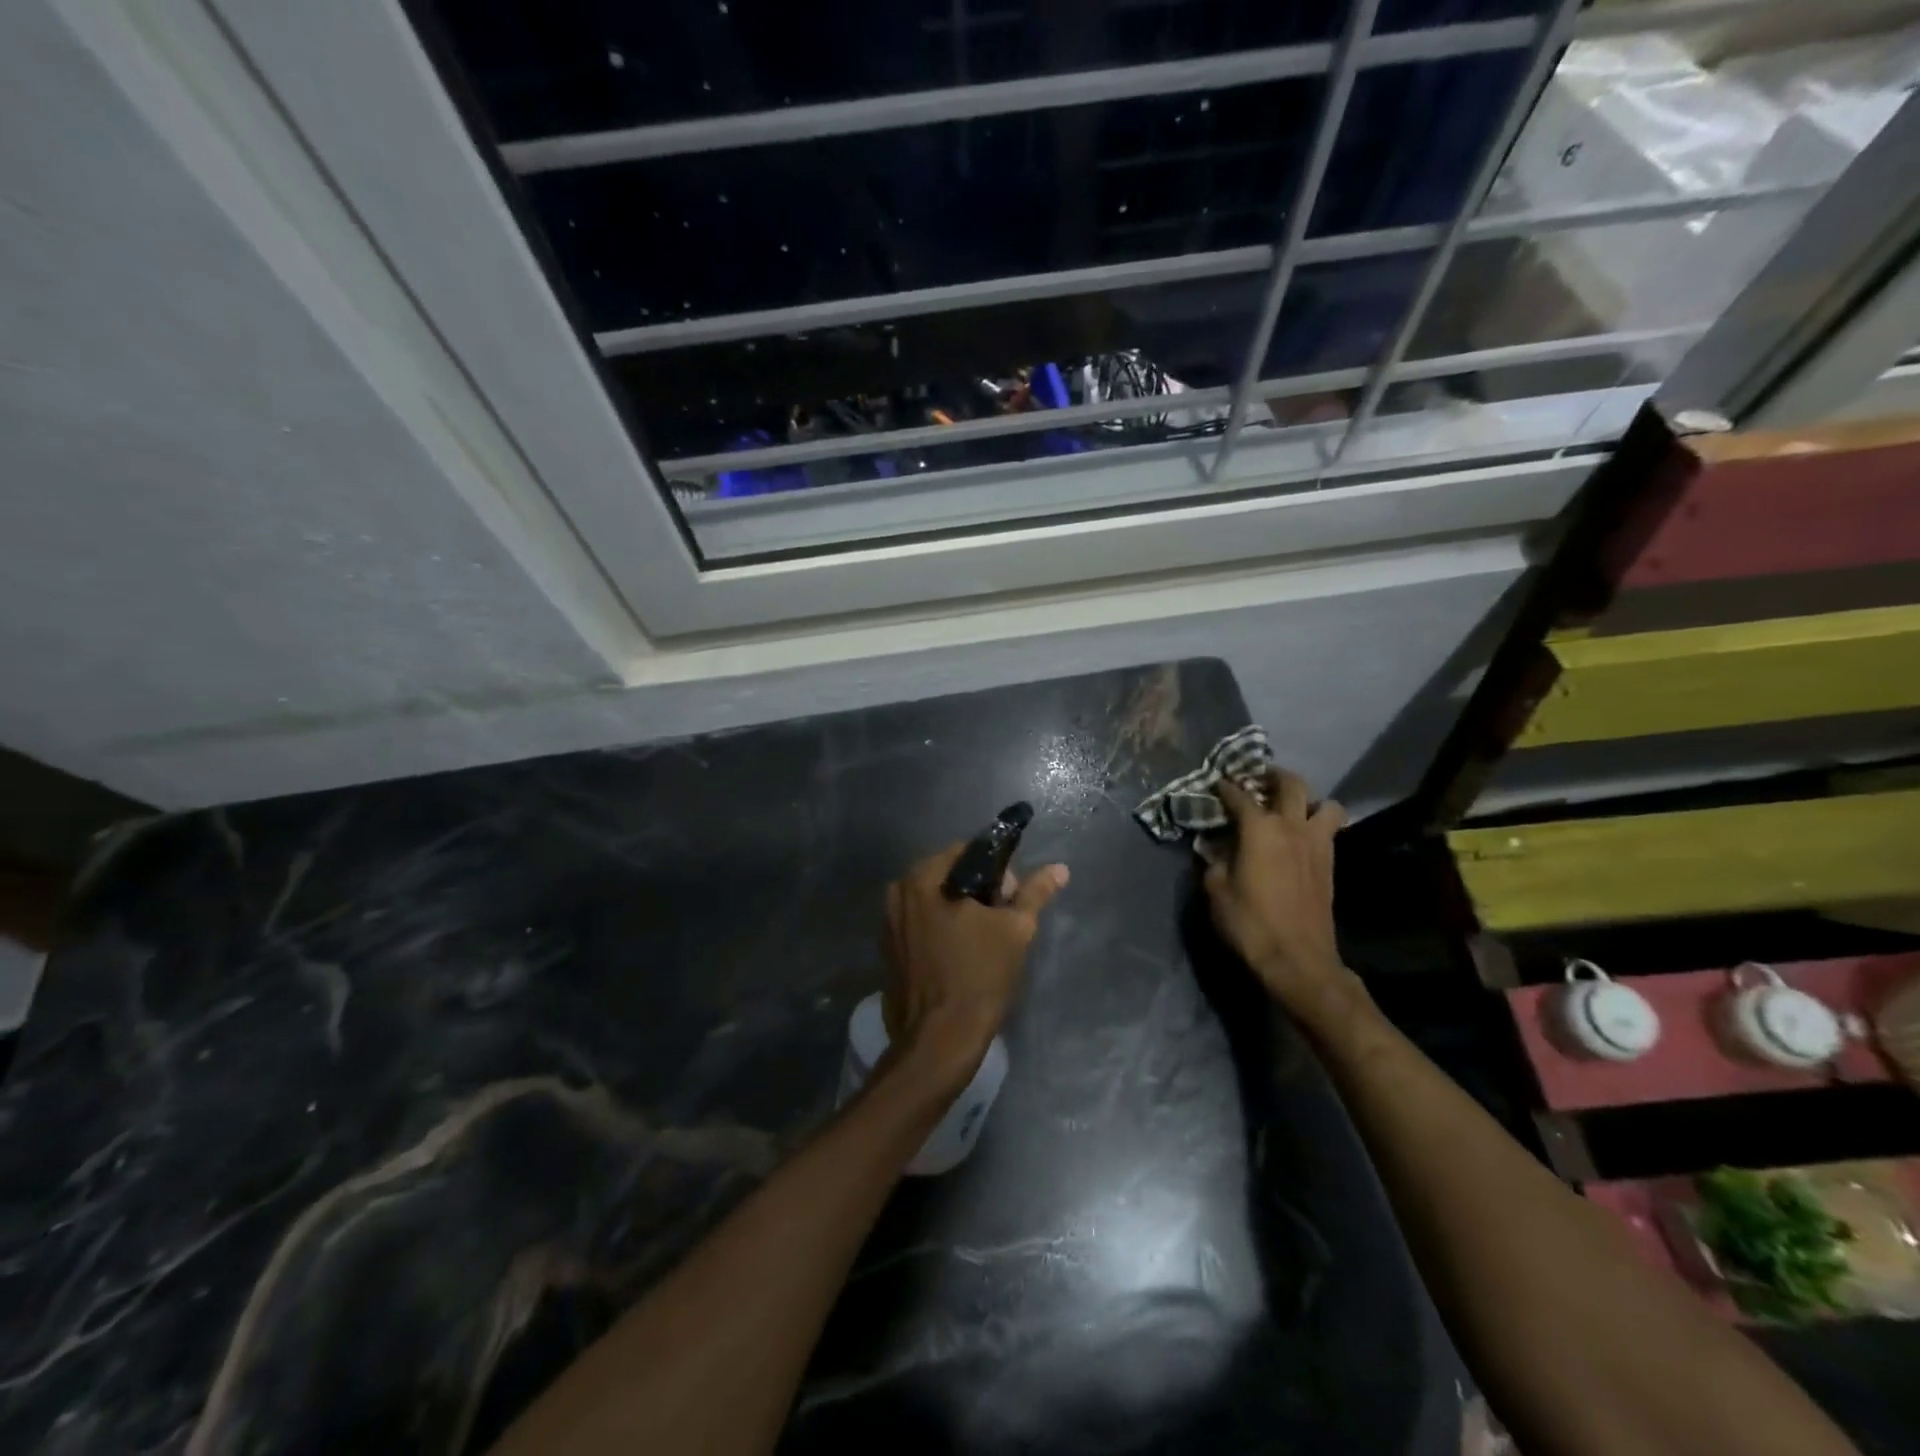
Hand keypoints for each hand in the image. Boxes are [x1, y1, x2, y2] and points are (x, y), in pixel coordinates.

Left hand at [882, 845, 1068, 1085]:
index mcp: (924, 878)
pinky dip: (939, 927)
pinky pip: (919, 922)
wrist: (939, 1038)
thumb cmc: (979, 977)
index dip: (996, 870)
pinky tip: (958, 953)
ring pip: (933, 899)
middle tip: (1000, 921)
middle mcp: (898, 891)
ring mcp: (888, 921)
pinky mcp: (887, 948)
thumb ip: (1034, 893)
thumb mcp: (1015, 930)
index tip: (1011, 900)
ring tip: (982, 940)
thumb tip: (1059, 869)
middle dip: (977, 890)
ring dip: (958, 909)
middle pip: (948, 874)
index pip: (966, 852)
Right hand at [1203, 768, 1352, 1018]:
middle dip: (1273, 776)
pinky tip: (1301, 837)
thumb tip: (1214, 847)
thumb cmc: (1250, 923)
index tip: (1217, 784)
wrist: (1298, 959)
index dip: (1226, 787)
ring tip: (1292, 808)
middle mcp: (1292, 827)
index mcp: (1260, 829)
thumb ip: (1214, 861)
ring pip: (1325, 804)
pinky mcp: (1330, 864)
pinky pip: (1329, 830)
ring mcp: (1317, 844)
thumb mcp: (1216, 891)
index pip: (1239, 796)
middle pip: (1290, 784)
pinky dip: (1317, 824)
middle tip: (1259, 778)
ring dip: (1309, 800)